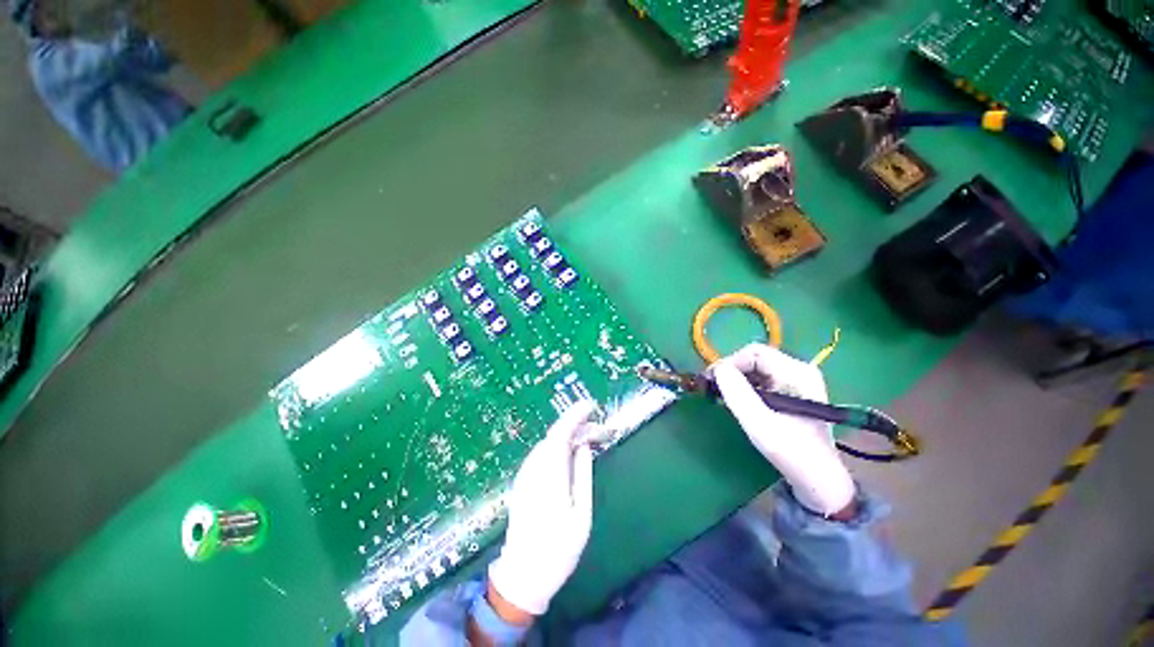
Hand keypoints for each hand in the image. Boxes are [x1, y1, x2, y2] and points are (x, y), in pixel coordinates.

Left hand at [487, 400, 598, 615]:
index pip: (560, 433)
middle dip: (577, 426)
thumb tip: (584, 446)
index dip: (575, 415)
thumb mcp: (581, 514)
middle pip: (554, 435)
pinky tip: (570, 453)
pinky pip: (542, 454)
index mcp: (549, 475)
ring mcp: (525, 474)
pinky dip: (558, 446)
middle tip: (600, 430)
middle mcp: (533, 468)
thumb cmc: (558, 550)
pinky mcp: (523, 481)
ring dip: (568, 435)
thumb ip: (583, 475)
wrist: (522, 576)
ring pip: (548, 443)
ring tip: (589, 439)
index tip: (591, 405)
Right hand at [712, 344, 855, 516]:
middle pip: (754, 358)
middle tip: (714, 390)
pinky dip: (745, 387)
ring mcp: (797, 381)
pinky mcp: (792, 391)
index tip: (711, 382)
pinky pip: (761, 379)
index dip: (729, 363)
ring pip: (756, 368)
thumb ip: (737, 393)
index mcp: (797, 372)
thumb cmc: (791, 451)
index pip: (753, 352)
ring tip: (724, 397)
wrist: (819, 480)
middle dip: (731, 371)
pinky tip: (739, 402)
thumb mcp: (759, 423)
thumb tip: (717, 369)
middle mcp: (799, 370)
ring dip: (736, 379)